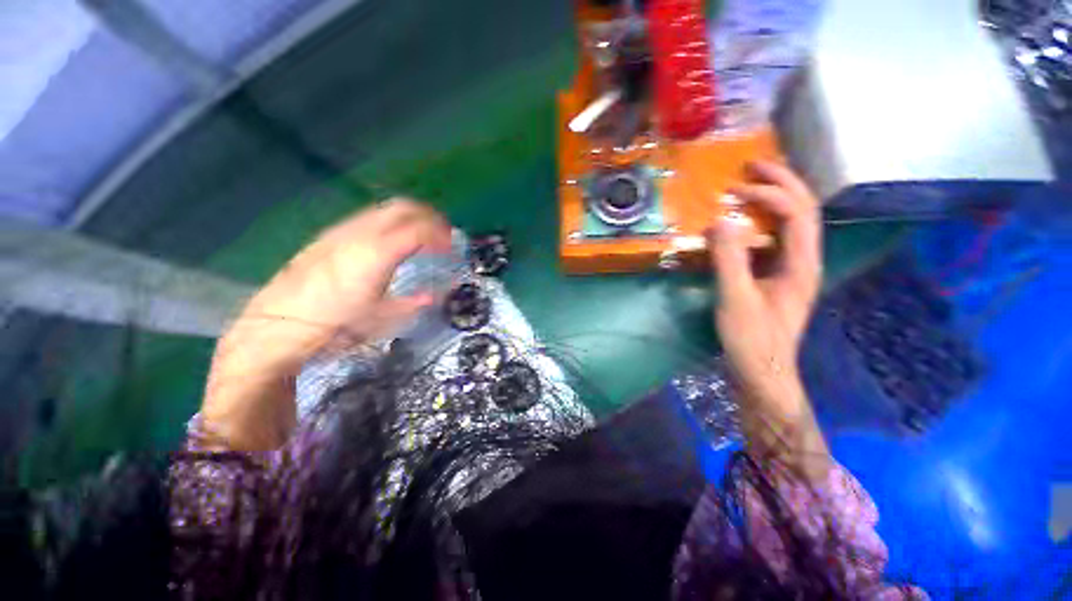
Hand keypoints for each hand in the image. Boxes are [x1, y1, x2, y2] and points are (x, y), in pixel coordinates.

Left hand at [202, 200, 452, 450]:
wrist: (276, 326)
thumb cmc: (334, 326)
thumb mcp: (381, 320)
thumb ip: (413, 303)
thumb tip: (433, 296)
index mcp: (378, 254)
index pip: (419, 230)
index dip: (441, 235)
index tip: (453, 247)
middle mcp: (361, 233)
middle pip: (404, 208)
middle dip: (430, 216)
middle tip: (443, 234)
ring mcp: (342, 231)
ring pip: (385, 209)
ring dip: (410, 216)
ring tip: (421, 235)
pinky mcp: (329, 235)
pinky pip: (369, 217)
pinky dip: (391, 222)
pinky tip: (391, 241)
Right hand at [710, 162, 828, 476]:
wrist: (762, 373)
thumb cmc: (751, 340)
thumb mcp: (735, 299)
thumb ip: (728, 259)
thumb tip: (720, 220)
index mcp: (801, 264)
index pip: (796, 213)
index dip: (770, 194)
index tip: (736, 190)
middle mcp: (803, 261)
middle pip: (803, 210)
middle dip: (781, 183)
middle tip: (752, 166)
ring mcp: (791, 270)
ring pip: (791, 223)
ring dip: (774, 198)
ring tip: (750, 185)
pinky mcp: (775, 278)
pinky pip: (773, 240)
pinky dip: (761, 222)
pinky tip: (743, 223)